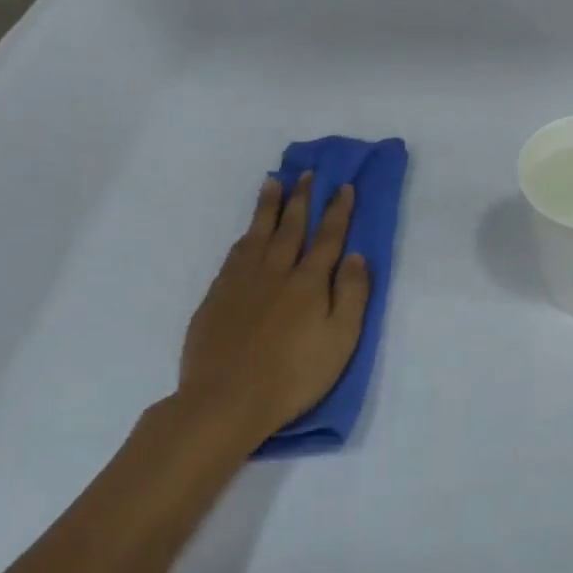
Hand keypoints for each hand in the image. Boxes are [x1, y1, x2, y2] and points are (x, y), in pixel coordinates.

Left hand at [176, 173, 369, 444]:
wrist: (226, 400)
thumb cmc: (294, 376)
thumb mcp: (340, 341)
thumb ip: (351, 295)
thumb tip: (356, 255)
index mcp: (309, 282)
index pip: (328, 237)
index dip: (338, 211)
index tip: (344, 186)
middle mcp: (275, 271)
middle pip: (291, 226)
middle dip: (302, 198)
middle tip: (307, 173)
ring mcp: (242, 281)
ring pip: (258, 233)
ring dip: (269, 206)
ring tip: (273, 182)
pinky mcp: (217, 296)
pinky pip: (235, 253)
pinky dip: (245, 235)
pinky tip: (247, 232)